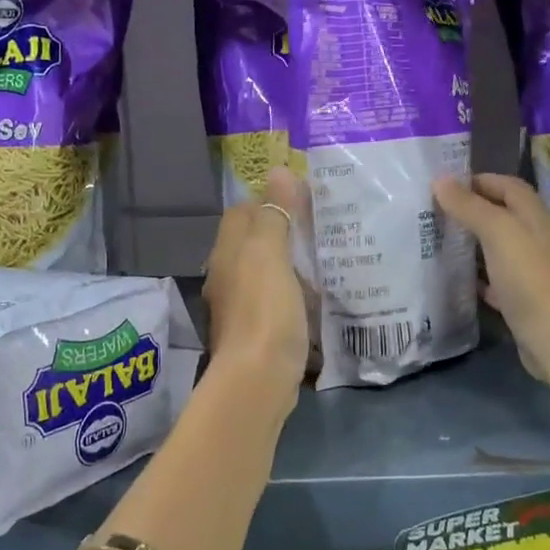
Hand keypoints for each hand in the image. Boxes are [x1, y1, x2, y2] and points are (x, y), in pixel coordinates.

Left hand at [202, 166, 308, 416]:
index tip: (304, 198)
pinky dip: (291, 293)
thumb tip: (277, 170)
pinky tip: (314, 296)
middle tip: (320, 227)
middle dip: (281, 231)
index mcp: (227, 252)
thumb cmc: (264, 309)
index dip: (268, 199)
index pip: (242, 211)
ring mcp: (238, 306)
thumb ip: (274, 214)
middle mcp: (226, 275)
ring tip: (323, 258)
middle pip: (252, 242)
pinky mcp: (255, 331)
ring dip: (287, 263)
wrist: (258, 378)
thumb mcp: (270, 254)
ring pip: (262, 272)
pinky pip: (272, 300)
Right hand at [432, 173, 549, 384]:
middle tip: (432, 213)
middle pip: (501, 215)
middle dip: (469, 210)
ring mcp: (529, 270)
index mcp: (534, 217)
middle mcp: (535, 239)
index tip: (443, 186)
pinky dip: (475, 275)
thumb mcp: (498, 233)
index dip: (478, 180)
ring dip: (470, 242)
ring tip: (435, 241)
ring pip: (495, 247)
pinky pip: (494, 279)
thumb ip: (470, 206)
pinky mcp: (521, 298)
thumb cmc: (529, 278)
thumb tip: (440, 180)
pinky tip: (453, 277)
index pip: (508, 186)